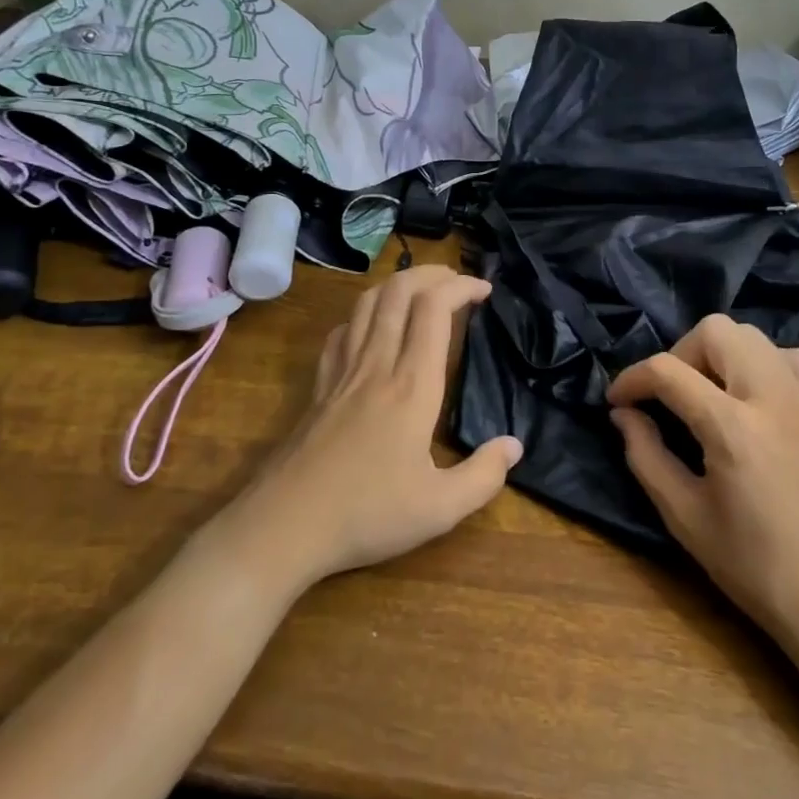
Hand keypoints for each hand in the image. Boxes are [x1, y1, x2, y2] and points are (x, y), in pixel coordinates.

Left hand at [230, 265, 522, 588]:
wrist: (285, 525)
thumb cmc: (366, 514)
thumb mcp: (439, 509)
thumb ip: (483, 476)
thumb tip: (514, 445)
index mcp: (412, 385)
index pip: (435, 309)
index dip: (462, 287)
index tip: (485, 291)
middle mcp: (378, 363)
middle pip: (400, 290)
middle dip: (432, 273)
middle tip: (458, 282)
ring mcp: (343, 370)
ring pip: (368, 302)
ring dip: (398, 284)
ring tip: (422, 292)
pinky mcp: (319, 384)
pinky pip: (343, 330)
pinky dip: (364, 314)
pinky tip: (373, 328)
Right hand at [608, 315, 798, 645]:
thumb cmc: (753, 565)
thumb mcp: (684, 516)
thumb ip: (645, 455)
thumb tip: (623, 414)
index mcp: (732, 428)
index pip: (668, 371)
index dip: (632, 379)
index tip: (617, 400)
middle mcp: (770, 397)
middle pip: (714, 331)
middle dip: (678, 353)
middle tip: (667, 395)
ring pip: (750, 335)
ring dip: (717, 352)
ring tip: (705, 394)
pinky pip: (785, 356)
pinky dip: (758, 362)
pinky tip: (748, 398)